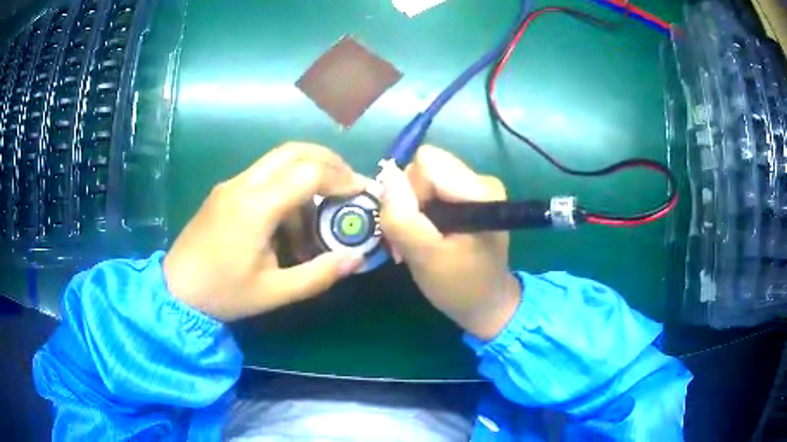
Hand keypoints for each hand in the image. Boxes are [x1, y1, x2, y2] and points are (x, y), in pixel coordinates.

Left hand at [163, 142, 366, 320]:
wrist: (176, 290)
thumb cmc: (224, 293)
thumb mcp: (274, 292)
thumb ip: (318, 274)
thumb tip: (356, 258)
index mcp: (255, 207)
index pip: (308, 172)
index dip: (341, 178)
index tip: (361, 192)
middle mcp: (243, 184)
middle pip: (294, 151)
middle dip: (328, 161)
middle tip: (348, 184)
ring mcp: (231, 184)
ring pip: (278, 160)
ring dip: (307, 174)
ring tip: (320, 212)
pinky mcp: (225, 191)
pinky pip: (263, 176)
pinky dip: (287, 186)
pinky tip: (290, 221)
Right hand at [379, 146, 520, 340]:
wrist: (487, 303)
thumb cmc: (460, 286)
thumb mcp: (426, 258)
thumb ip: (403, 218)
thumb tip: (387, 174)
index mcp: (479, 190)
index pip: (425, 163)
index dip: (409, 191)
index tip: (414, 226)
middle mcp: (480, 180)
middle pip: (423, 167)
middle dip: (409, 200)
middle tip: (412, 237)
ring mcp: (475, 186)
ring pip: (423, 178)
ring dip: (412, 208)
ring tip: (419, 240)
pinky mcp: (468, 196)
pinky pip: (430, 189)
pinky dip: (421, 211)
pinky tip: (427, 235)